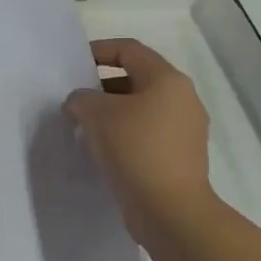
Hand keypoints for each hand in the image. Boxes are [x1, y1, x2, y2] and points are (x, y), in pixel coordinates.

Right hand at [66, 38, 213, 240]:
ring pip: (141, 108)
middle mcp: (183, 99)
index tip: (74, 64)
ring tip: (84, 125)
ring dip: (112, 112)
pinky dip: (124, 134)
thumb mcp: (96, 114)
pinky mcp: (181, 156)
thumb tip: (81, 103)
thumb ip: (81, 98)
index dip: (99, 50)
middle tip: (75, 99)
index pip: (129, 50)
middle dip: (102, 86)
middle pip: (136, 78)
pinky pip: (147, 133)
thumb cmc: (135, 149)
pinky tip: (102, 149)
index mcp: (168, 80)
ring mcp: (186, 130)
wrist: (170, 210)